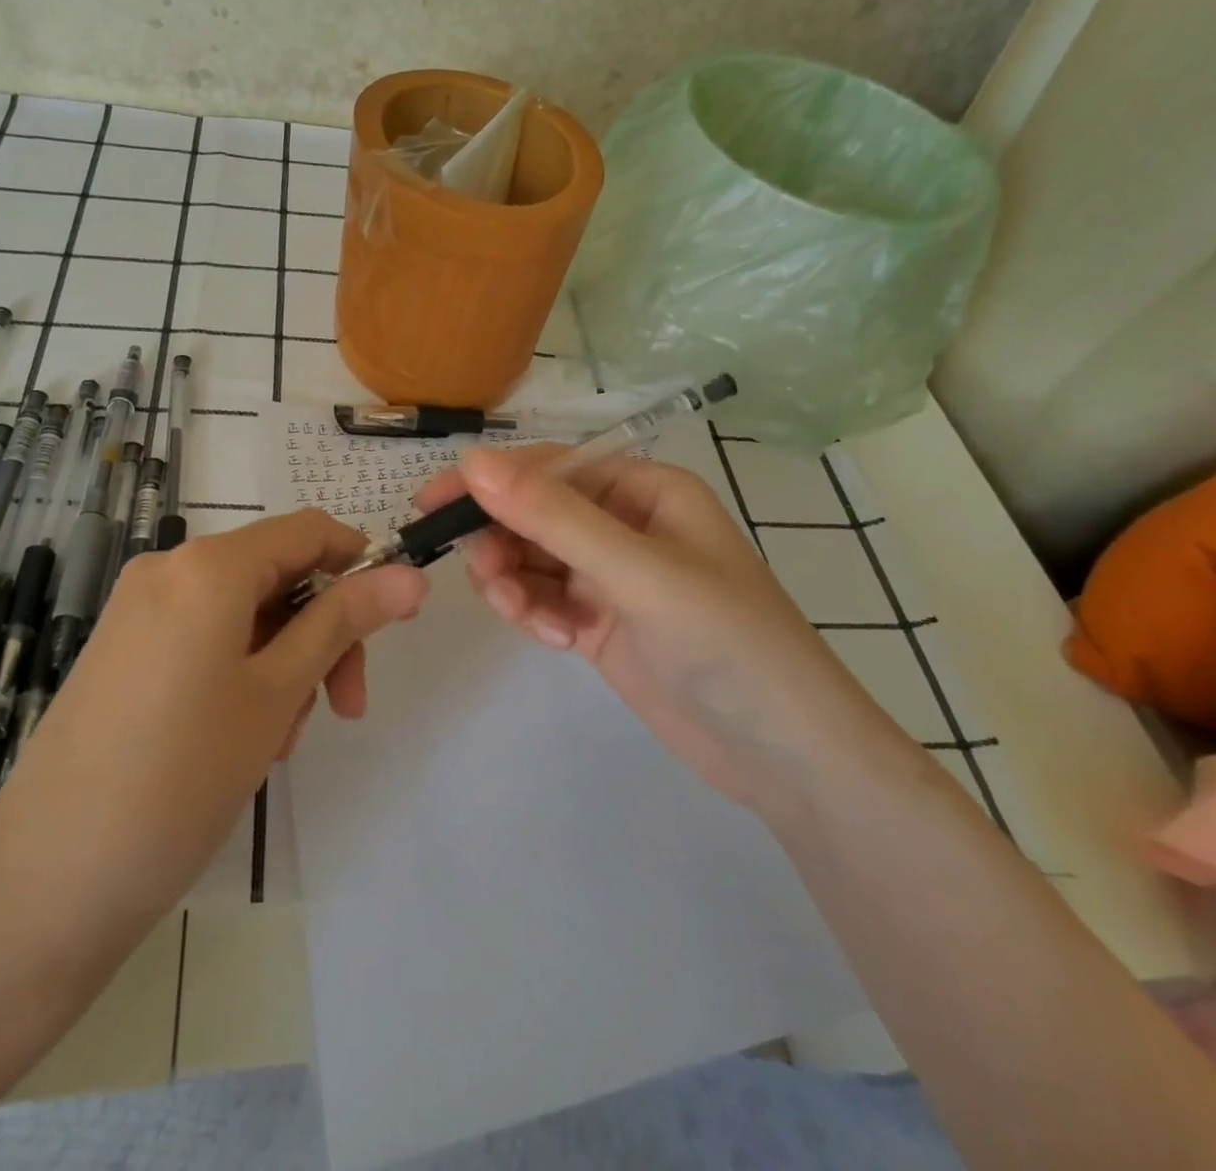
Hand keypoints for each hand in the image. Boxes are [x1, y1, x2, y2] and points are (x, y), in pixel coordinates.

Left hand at [0, 510, 425, 929]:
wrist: (47, 882)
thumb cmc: (181, 777)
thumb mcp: (278, 693)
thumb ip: (344, 622)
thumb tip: (411, 576)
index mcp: (208, 566)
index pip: (309, 532)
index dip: (360, 565)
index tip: (391, 623)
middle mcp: (168, 570)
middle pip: (277, 575)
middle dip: (321, 632)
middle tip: (342, 707)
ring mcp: (138, 610)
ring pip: (244, 612)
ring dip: (283, 661)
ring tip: (279, 739)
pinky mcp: (122, 649)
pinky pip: (204, 637)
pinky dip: (240, 671)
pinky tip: (240, 737)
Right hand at [418, 446, 894, 805]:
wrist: (782, 754)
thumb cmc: (724, 641)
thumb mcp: (636, 572)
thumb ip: (552, 517)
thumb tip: (472, 461)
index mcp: (644, 489)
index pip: (550, 467)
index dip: (490, 480)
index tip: (432, 504)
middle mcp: (623, 524)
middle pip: (534, 513)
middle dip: (503, 542)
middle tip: (487, 578)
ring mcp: (610, 576)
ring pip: (531, 559)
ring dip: (514, 583)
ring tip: (528, 618)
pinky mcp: (599, 622)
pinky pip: (544, 599)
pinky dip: (536, 614)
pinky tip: (559, 641)